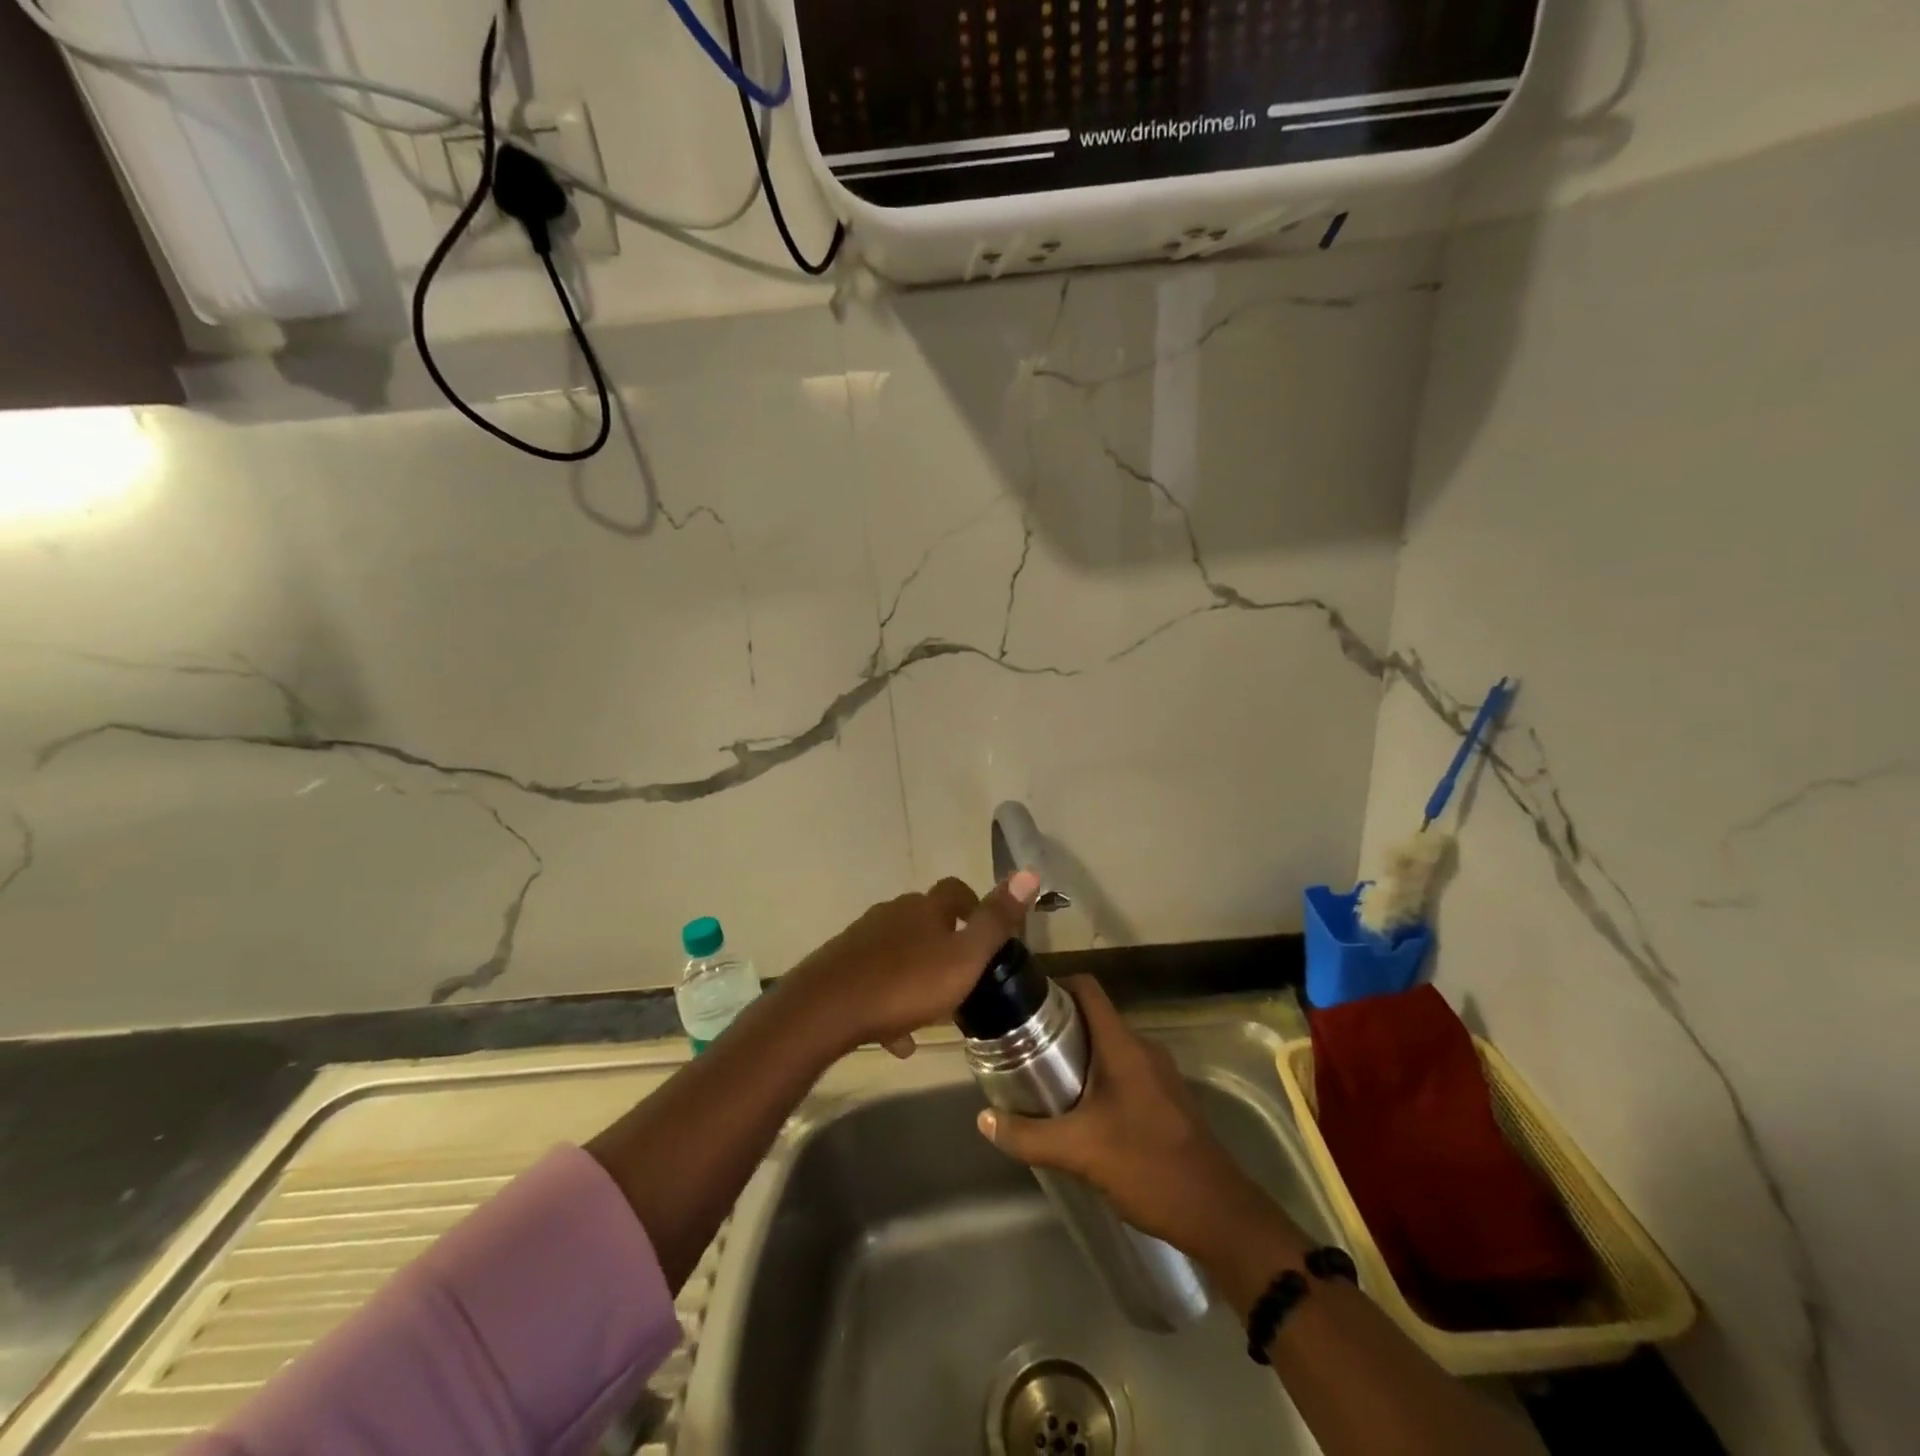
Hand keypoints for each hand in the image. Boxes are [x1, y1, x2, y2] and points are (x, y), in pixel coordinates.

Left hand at [783, 871, 1041, 1057]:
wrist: (826, 1009)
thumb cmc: (905, 984)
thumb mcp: (964, 958)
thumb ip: (996, 921)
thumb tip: (1030, 872)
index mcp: (925, 908)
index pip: (954, 891)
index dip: (972, 905)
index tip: (983, 931)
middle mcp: (892, 913)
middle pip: (924, 920)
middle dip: (943, 942)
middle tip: (960, 975)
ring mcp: (862, 938)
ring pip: (899, 951)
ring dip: (916, 974)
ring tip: (931, 1011)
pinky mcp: (841, 965)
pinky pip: (874, 979)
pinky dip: (889, 1002)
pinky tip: (898, 1039)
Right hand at [976, 975, 1292, 1265]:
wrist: (1218, 1213)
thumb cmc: (1147, 1167)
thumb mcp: (1078, 1152)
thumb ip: (1028, 1136)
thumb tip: (984, 1119)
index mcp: (1123, 1045)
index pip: (1088, 988)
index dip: (1055, 985)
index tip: (1023, 1002)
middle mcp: (1143, 1048)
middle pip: (1095, 1017)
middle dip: (1059, 1026)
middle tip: (1023, 1047)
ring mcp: (1160, 1074)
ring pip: (1110, 1046)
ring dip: (1078, 1054)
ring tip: (1044, 1078)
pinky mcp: (1167, 1099)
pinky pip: (1125, 1070)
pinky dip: (1099, 1077)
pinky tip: (1081, 1111)